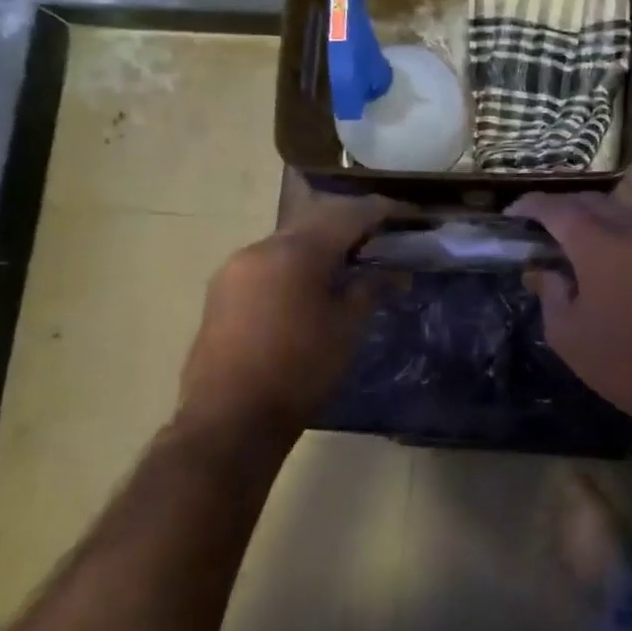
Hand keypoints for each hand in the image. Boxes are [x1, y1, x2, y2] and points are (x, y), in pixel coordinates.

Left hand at [175, 196, 394, 441]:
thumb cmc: (299, 371)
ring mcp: (236, 268)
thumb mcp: (347, 328)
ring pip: (290, 240)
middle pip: (316, 220)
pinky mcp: (222, 291)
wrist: (229, 420)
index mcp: (296, 251)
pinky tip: (313, 284)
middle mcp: (262, 247)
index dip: (383, 210)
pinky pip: (269, 261)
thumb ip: (371, 289)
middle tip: (383, 235)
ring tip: (351, 261)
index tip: (409, 214)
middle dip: (352, 223)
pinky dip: (298, 263)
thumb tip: (395, 273)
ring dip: (322, 243)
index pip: (349, 214)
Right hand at [509, 192, 631, 429]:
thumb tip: (540, 271)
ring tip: (568, 239)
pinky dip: (614, 231)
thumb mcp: (568, 333)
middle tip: (538, 226)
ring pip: (618, 213)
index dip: (531, 206)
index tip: (511, 214)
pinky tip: (603, 255)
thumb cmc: (622, 360)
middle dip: (561, 207)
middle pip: (591, 202)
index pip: (558, 209)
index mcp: (599, 244)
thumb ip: (550, 293)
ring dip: (590, 217)